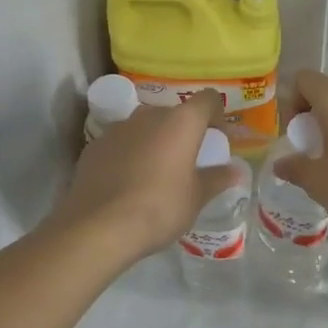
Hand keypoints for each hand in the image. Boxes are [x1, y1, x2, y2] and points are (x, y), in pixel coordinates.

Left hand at [51, 93, 240, 262]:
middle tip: (188, 160)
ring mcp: (117, 129)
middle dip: (184, 132)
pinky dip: (129, 154)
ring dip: (154, 141)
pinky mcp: (93, 147)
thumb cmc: (160, 207)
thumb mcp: (196, 198)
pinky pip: (120, 143)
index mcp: (181, 122)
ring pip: (144, 127)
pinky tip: (128, 183)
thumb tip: (234, 171)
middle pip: (174, 113)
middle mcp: (148, 115)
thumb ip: (217, 179)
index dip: (217, 115)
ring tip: (156, 172)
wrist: (98, 227)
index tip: (218, 138)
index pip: (207, 100)